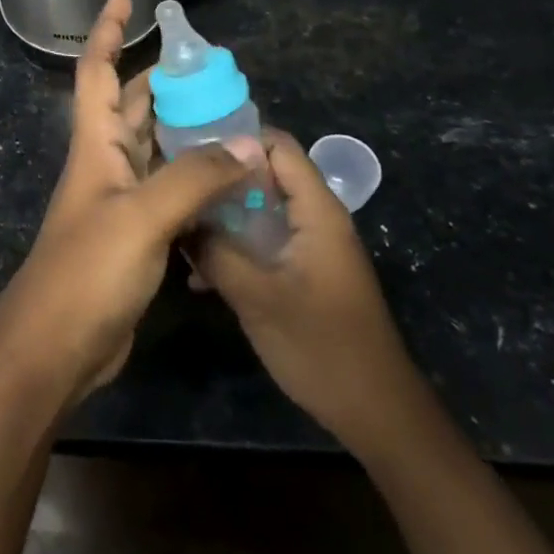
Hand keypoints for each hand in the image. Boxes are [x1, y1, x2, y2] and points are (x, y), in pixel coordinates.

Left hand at [0, 0, 246, 404]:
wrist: (55, 348)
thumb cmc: (87, 272)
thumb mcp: (142, 217)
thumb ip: (195, 178)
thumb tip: (252, 145)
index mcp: (95, 145)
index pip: (95, 71)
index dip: (106, 30)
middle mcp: (105, 164)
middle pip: (132, 106)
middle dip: (164, 81)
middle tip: (216, 70)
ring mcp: (120, 201)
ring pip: (155, 149)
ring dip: (185, 130)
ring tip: (235, 117)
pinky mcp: (136, 236)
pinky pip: (169, 191)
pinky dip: (195, 178)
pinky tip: (230, 180)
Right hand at [189, 130, 423, 455]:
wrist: (377, 413)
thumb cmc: (321, 347)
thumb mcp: (257, 297)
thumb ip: (216, 252)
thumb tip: (179, 219)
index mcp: (316, 211)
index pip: (277, 146)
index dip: (235, 140)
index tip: (189, 152)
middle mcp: (317, 218)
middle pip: (266, 175)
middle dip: (220, 180)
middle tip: (175, 189)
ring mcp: (313, 246)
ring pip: (262, 210)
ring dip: (224, 217)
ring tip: (180, 226)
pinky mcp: (307, 272)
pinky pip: (267, 241)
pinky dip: (237, 246)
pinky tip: (201, 272)